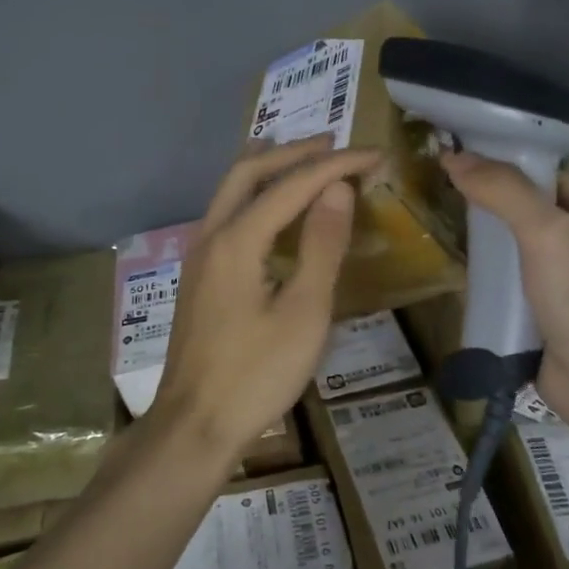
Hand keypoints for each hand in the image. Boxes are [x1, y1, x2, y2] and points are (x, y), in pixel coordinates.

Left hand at [150, 135, 380, 461]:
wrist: (194, 425)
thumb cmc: (256, 374)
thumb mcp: (304, 313)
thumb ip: (321, 246)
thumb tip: (337, 188)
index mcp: (237, 239)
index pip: (293, 184)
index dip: (336, 165)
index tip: (374, 154)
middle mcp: (211, 235)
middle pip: (248, 172)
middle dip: (293, 153)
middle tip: (334, 143)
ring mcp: (198, 256)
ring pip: (230, 191)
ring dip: (268, 169)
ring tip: (302, 160)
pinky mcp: (198, 276)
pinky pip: (226, 214)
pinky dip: (254, 195)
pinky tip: (271, 210)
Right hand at [439, 152, 568, 428]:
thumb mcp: (548, 232)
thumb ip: (504, 190)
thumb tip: (453, 156)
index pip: (537, 172)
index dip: (498, 162)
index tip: (449, 157)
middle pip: (519, 210)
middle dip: (481, 204)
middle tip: (432, 194)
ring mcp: (558, 281)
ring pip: (509, 251)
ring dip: (479, 246)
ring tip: (433, 229)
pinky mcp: (539, 315)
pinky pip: (505, 289)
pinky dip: (483, 284)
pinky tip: (454, 277)